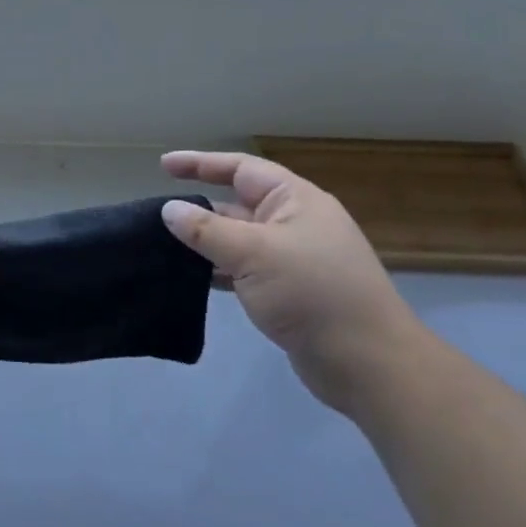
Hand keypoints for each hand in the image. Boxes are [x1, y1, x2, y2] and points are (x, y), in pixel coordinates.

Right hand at [160, 150, 420, 411]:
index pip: (241, 168)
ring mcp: (294, 259)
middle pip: (238, 203)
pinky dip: (219, 270)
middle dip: (200, 207)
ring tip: (164, 246)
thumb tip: (169, 210)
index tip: (163, 165)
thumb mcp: (253, 254)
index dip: (201, 163)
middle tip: (157, 214)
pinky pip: (245, 269)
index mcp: (295, 200)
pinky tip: (192, 278)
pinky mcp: (290, 292)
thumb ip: (207, 230)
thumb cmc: (312, 293)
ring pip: (239, 239)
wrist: (368, 363)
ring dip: (206, 241)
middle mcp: (295, 223)